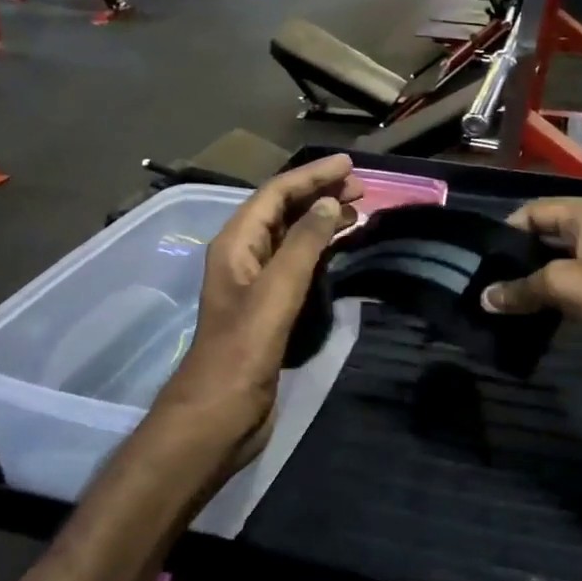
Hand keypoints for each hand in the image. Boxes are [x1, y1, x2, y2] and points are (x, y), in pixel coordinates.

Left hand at [155, 155, 363, 462]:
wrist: (219, 415)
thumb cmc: (242, 352)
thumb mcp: (274, 293)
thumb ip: (302, 246)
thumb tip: (329, 204)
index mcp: (236, 245)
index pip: (275, 194)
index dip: (311, 176)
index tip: (350, 165)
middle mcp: (244, 257)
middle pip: (283, 211)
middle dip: (319, 194)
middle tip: (362, 188)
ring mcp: (256, 284)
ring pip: (292, 238)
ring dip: (322, 221)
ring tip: (358, 212)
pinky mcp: (270, 309)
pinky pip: (298, 265)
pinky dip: (320, 251)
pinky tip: (341, 250)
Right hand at [480, 198, 581, 368]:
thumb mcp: (565, 285)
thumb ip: (521, 288)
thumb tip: (484, 298)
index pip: (533, 211)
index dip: (506, 232)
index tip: (479, 260)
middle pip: (543, 233)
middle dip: (515, 255)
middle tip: (484, 279)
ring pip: (553, 258)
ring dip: (529, 276)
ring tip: (498, 296)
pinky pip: (566, 278)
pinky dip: (546, 290)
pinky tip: (526, 308)